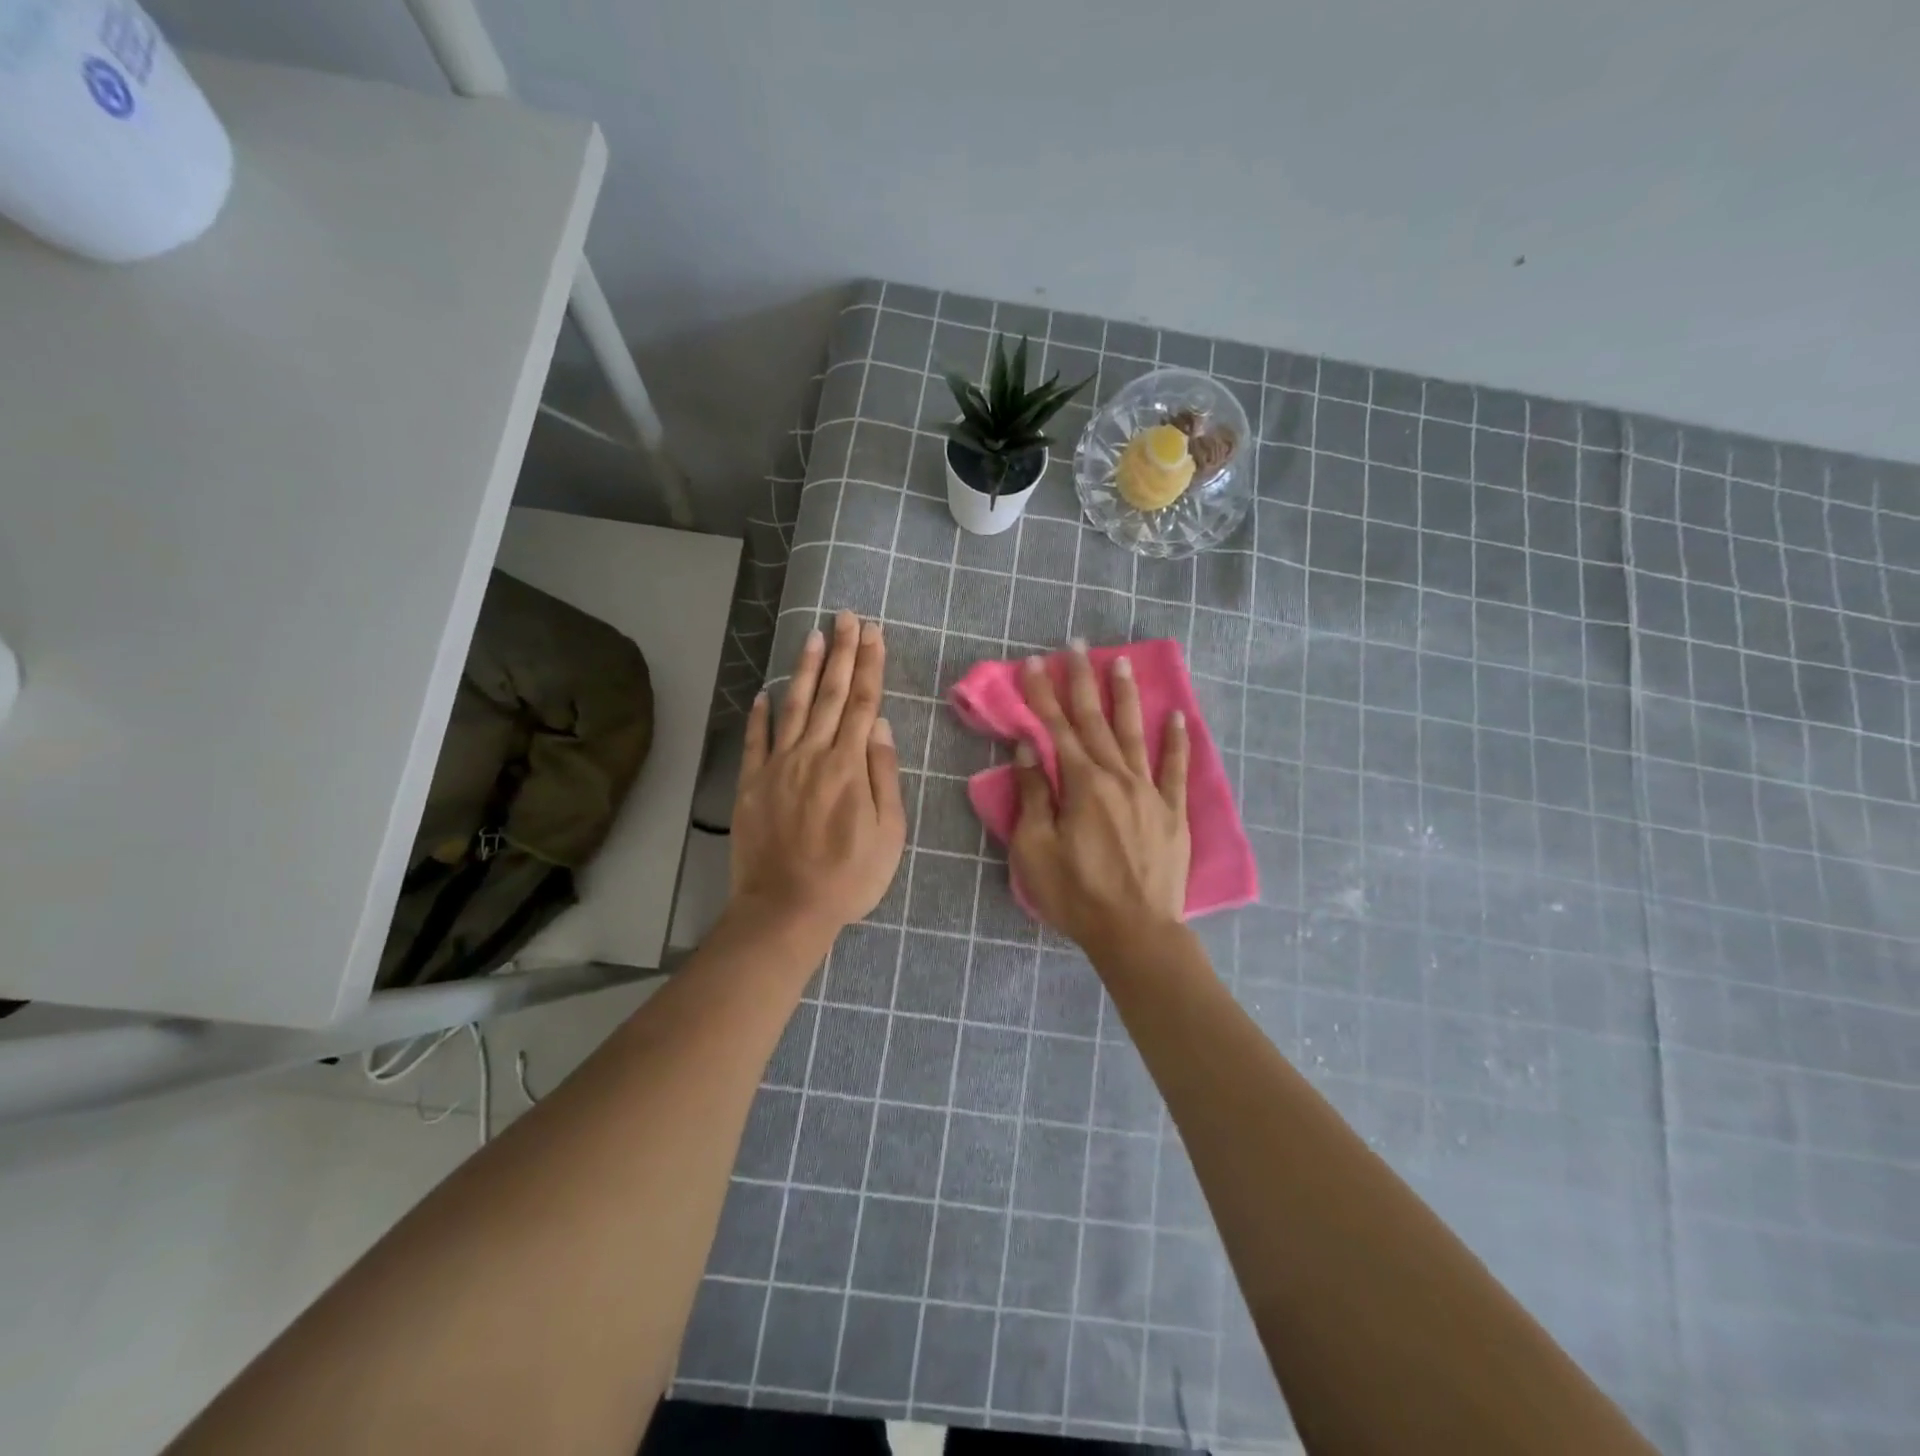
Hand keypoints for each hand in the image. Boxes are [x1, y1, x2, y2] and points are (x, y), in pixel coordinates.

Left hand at [730, 611, 906, 938]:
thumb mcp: (888, 833)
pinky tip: (764, 693)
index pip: (864, 703)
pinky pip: (755, 741)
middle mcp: (813, 755)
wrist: (786, 909)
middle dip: (842, 652)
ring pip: (794, 707)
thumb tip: (882, 726)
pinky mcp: (752, 785)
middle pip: (831, 694)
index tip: (874, 633)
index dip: (870, 665)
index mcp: (849, 766)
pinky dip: (760, 715)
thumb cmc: (848, 877)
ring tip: (812, 636)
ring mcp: (778, 767)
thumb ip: (884, 776)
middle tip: (846, 616)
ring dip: (805, 670)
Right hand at [1009, 641, 1190, 956]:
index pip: (1057, 728)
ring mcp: (1150, 793)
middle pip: (1096, 721)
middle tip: (1077, 645)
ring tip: (1122, 662)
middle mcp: (1118, 777)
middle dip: (1083, 681)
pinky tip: (1177, 716)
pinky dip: (1176, 741)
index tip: (1034, 662)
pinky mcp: (1173, 813)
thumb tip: (1029, 748)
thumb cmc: (1076, 894)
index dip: (1043, 693)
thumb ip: (1034, 795)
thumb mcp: (1036, 849)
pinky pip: (1175, 769)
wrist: (1136, 932)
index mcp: (1082, 784)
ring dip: (1125, 696)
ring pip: (1135, 734)